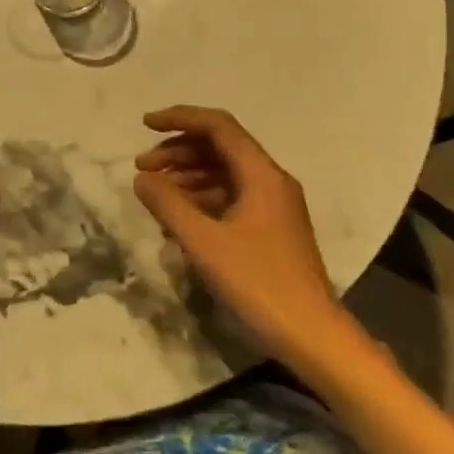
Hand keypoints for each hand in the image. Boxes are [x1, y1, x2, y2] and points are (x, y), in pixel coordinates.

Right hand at [133, 105, 337, 367]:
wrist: (312, 335)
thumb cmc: (258, 283)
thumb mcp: (204, 243)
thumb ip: (168, 204)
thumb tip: (142, 178)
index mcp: (261, 174)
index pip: (218, 126)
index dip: (179, 118)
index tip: (145, 125)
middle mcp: (270, 181)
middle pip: (220, 148)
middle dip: (178, 151)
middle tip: (141, 167)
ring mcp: (273, 205)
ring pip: (223, 174)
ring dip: (187, 176)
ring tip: (154, 193)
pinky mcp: (270, 228)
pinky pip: (230, 198)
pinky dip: (201, 199)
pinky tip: (177, 219)